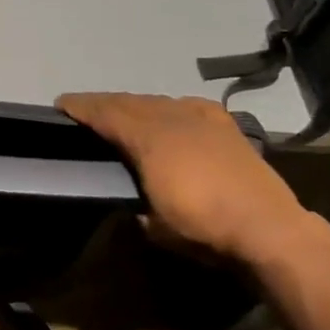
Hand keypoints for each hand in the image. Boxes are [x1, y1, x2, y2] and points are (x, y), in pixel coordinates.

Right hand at [55, 93, 312, 264]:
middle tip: (84, 109)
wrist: (269, 228)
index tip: (60, 104)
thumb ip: (136, 205)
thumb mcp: (154, 225)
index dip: (81, 107)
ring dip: (135, 105)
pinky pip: (186, 106)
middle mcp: (171, 118)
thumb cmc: (203, 228)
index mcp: (148, 139)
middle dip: (104, 103)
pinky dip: (169, 108)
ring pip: (157, 101)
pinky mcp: (225, 126)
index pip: (106, 113)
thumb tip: (134, 203)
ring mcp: (201, 118)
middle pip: (128, 101)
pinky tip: (171, 114)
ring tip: (122, 112)